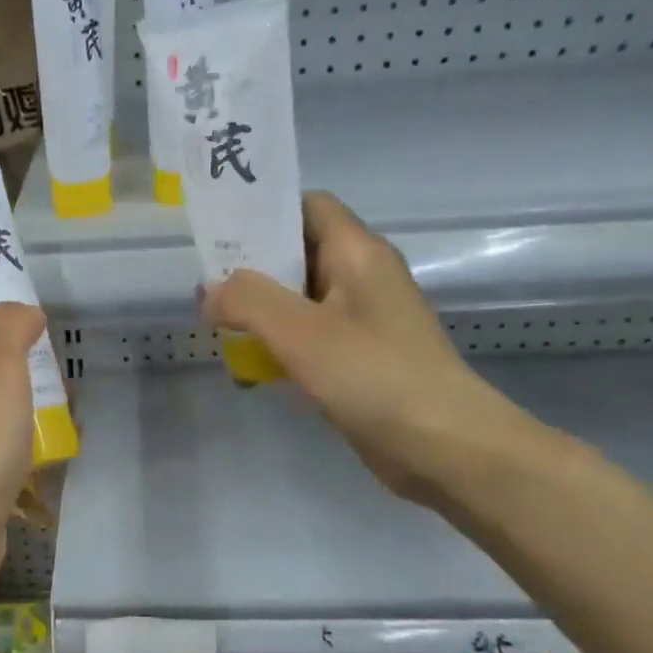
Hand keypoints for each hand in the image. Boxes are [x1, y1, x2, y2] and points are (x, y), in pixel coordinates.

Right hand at [205, 191, 529, 499]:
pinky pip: (310, 335)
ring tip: (219, 327)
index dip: (264, 213)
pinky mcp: (360, 356)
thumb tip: (210, 292)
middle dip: (251, 268)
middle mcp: (362, 277)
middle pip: (298, 252)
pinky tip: (252, 367)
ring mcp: (363, 319)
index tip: (220, 236)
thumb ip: (248, 301)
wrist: (445, 447)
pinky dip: (280, 343)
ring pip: (300, 298)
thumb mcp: (301, 332)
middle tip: (207, 288)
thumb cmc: (374, 375)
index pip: (308, 206)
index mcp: (358, 253)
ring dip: (261, 310)